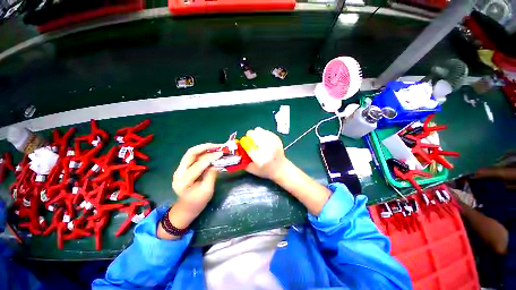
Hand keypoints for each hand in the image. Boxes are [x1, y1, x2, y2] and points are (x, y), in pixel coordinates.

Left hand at [158, 143, 221, 239]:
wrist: (187, 208)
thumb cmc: (198, 202)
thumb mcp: (207, 190)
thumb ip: (211, 175)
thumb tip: (217, 162)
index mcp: (183, 181)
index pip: (198, 165)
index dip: (211, 157)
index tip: (222, 153)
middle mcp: (179, 172)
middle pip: (191, 154)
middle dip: (205, 147)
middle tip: (218, 146)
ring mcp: (180, 169)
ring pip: (192, 153)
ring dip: (204, 148)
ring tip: (216, 146)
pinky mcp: (184, 168)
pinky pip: (193, 157)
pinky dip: (203, 152)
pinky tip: (211, 151)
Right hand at [243, 127, 287, 180]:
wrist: (281, 168)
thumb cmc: (265, 170)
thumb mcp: (252, 170)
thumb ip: (243, 161)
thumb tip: (237, 151)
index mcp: (260, 158)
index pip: (247, 145)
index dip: (244, 143)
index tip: (243, 144)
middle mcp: (267, 149)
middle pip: (253, 134)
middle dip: (249, 137)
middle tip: (250, 141)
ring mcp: (273, 142)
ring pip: (259, 130)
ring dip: (255, 134)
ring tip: (257, 139)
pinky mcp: (277, 139)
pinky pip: (265, 131)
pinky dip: (262, 133)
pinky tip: (263, 139)